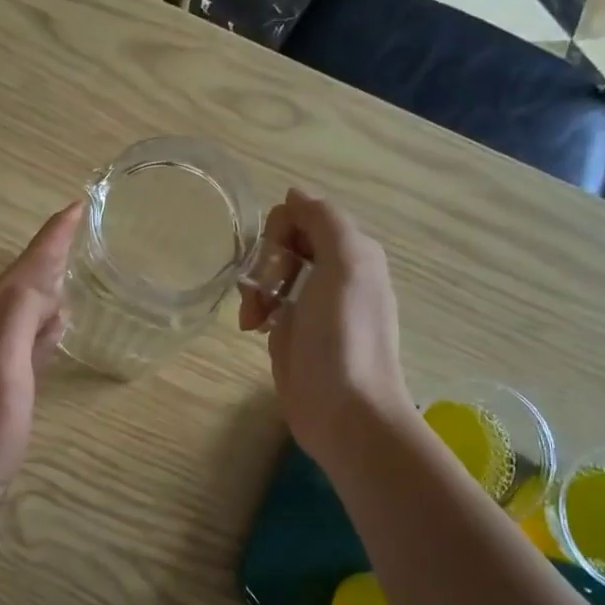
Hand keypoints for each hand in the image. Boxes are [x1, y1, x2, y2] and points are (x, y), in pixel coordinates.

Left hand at [0, 203, 81, 502]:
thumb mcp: (6, 362)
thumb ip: (22, 314)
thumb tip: (49, 283)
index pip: (29, 262)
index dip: (54, 234)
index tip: (80, 205)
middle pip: (27, 276)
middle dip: (53, 251)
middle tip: (86, 228)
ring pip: (29, 302)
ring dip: (51, 281)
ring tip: (80, 265)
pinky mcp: (3, 374)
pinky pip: (30, 331)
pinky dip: (48, 318)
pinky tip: (61, 322)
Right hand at [239, 189, 409, 472]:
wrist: (343, 410)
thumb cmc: (344, 335)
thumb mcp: (346, 264)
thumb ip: (323, 220)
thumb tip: (295, 194)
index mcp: (351, 252)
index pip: (302, 216)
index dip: (281, 233)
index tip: (278, 263)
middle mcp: (333, 273)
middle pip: (282, 243)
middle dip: (265, 263)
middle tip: (264, 295)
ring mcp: (310, 305)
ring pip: (269, 272)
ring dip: (255, 289)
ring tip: (254, 320)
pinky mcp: (290, 333)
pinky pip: (264, 303)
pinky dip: (254, 310)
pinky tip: (253, 329)